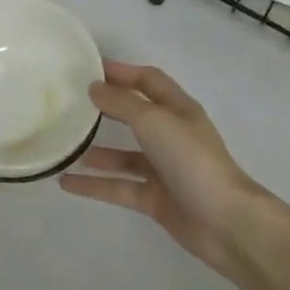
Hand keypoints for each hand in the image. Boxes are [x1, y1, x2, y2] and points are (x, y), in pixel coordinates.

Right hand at [60, 60, 269, 276]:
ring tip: (64, 146)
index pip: (148, 80)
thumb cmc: (192, 160)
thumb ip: (122, 103)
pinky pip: (119, 187)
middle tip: (71, 102)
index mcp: (178, 110)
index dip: (121, 71)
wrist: (225, 222)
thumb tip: (94, 88)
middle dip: (106, 107)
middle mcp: (171, 135)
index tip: (88, 67)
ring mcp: (164, 169)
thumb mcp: (154, 122)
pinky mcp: (155, 199)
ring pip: (123, 155)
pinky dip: (94, 185)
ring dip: (96, 151)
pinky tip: (65, 183)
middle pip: (135, 115)